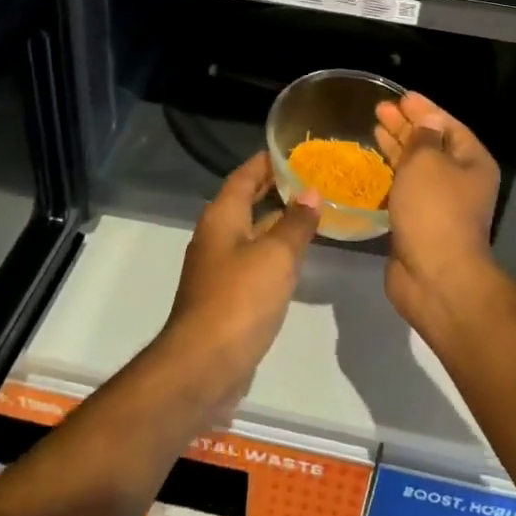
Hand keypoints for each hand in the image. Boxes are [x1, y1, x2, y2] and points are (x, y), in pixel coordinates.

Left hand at [160, 154, 320, 413]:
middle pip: (245, 202)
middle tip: (310, 178)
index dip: (265, 162)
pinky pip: (254, 261)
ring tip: (311, 212)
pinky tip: (297, 257)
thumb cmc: (239, 300)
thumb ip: (295, 223)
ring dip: (276, 221)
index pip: (243, 177)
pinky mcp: (227, 297)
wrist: (204, 365)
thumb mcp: (276, 255)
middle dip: (273, 189)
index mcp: (222, 218)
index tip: (290, 150)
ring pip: (251, 232)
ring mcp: (219, 268)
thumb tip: (312, 192)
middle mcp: (216, 237)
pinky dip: (274, 251)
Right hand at [374, 92, 503, 317]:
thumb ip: (422, 138)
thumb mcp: (427, 162)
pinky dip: (389, 177)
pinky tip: (372, 167)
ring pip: (416, 168)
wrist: (435, 276)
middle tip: (379, 110)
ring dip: (396, 149)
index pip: (448, 125)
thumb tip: (424, 123)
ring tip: (374, 130)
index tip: (399, 97)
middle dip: (406, 126)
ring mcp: (439, 204)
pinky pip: (404, 191)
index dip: (424, 109)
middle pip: (432, 145)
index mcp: (472, 162)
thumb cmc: (434, 210)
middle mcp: (460, 181)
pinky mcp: (418, 224)